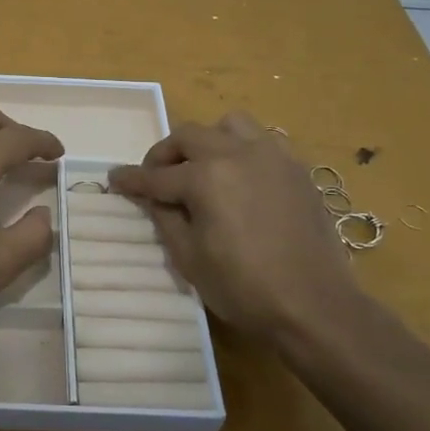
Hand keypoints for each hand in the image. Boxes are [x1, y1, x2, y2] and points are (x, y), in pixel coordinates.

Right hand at [109, 113, 360, 341]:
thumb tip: (154, 199)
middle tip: (156, 176)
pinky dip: (243, 149)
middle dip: (165, 154)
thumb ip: (167, 220)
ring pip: (229, 126)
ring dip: (208, 140)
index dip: (132, 179)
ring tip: (204, 167)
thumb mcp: (190, 259)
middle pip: (189, 137)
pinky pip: (263, 141)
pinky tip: (242, 177)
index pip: (156, 175)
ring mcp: (271, 157)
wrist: (314, 305)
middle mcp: (236, 154)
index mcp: (205, 178)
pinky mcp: (296, 169)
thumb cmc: (244, 288)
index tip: (115, 178)